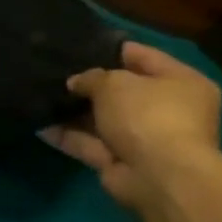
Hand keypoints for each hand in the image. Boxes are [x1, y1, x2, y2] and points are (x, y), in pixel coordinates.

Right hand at [41, 41, 221, 212]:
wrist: (157, 176)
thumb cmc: (147, 115)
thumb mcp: (115, 83)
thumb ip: (92, 77)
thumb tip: (76, 83)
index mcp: (182, 83)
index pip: (145, 57)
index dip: (113, 50)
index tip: (81, 44)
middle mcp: (167, 110)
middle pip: (123, 91)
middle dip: (90, 84)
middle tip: (57, 71)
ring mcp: (143, 139)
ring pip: (103, 119)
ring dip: (75, 111)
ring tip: (42, 95)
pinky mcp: (121, 162)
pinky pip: (89, 144)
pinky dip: (67, 136)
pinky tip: (39, 124)